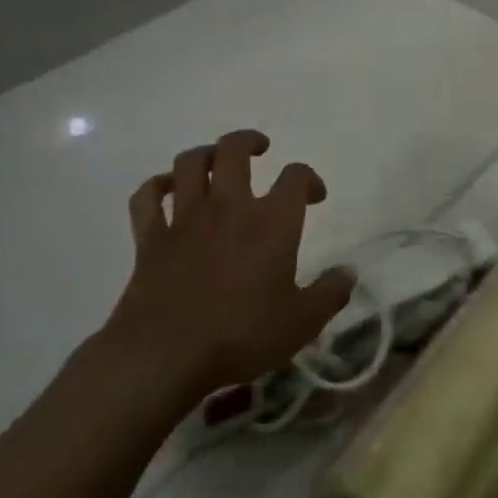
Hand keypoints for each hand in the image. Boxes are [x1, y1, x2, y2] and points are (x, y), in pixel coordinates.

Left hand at [101, 129, 354, 397]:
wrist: (164, 356)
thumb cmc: (240, 337)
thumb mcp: (301, 323)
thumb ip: (330, 294)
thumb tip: (350, 271)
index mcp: (271, 222)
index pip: (296, 177)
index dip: (309, 179)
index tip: (314, 196)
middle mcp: (229, 207)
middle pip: (233, 150)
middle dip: (249, 141)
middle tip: (260, 149)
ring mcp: (185, 218)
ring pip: (189, 163)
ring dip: (204, 154)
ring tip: (215, 161)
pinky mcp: (150, 238)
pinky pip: (147, 197)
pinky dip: (156, 186)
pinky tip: (166, 189)